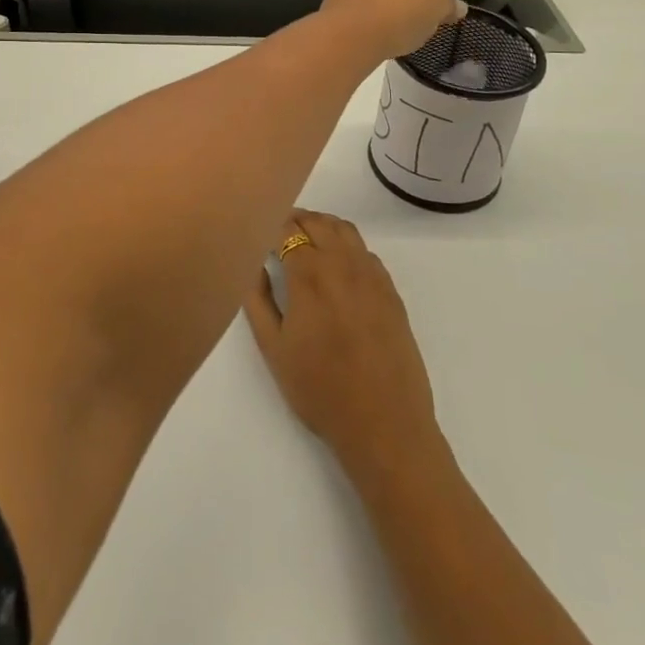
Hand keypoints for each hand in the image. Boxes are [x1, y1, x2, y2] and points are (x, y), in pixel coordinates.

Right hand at [244, 211, 440, 477]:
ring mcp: (372, 275)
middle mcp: (342, 263)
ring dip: (322, 226)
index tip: (257, 231)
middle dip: (294, 220)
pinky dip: (346, 244)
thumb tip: (254, 263)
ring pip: (344, 230)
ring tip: (305, 242)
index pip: (287, 229)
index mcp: (309, 274)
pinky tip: (337, 266)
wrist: (384, 424)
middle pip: (316, 222)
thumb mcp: (272, 348)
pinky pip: (365, 250)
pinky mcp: (391, 290)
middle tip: (276, 233)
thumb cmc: (319, 390)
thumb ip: (257, 298)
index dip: (270, 225)